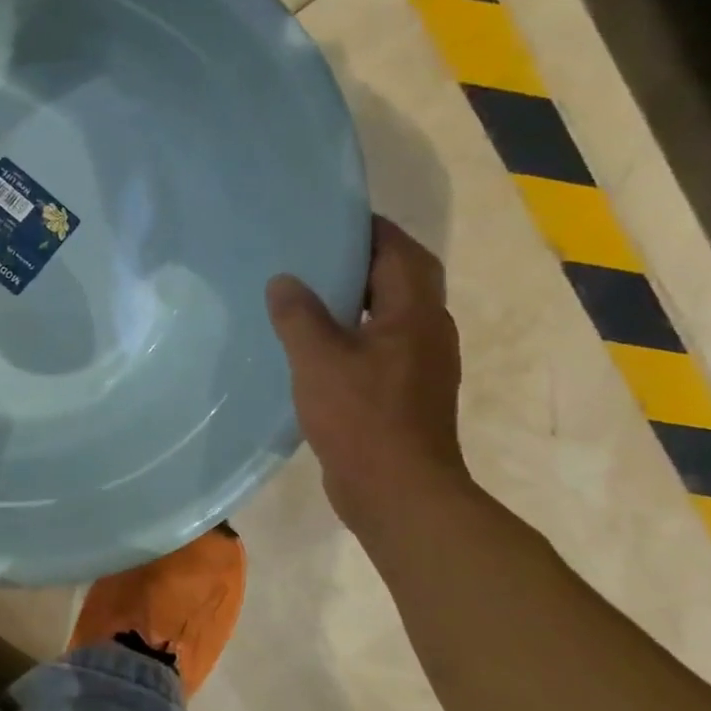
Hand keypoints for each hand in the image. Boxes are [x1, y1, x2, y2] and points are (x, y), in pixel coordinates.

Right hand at [265, 216, 466, 526]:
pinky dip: (354, 333)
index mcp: (414, 314)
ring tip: (310, 292)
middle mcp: (427, 332)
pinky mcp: (405, 393)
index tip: (333, 217)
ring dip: (358, 298)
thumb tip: (283, 281)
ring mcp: (419, 366)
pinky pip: (380, 346)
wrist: (398, 493)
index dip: (371, 229)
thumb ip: (299, 315)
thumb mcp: (319, 359)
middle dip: (364, 260)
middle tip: (315, 252)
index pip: (400, 252)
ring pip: (390, 315)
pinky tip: (317, 345)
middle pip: (401, 280)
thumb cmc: (362, 417)